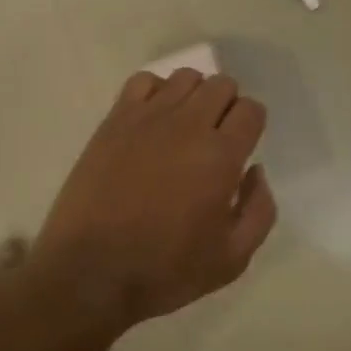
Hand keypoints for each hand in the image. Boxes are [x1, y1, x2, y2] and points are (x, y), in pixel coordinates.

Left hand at [31, 68, 275, 337]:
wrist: (90, 273)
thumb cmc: (165, 271)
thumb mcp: (232, 260)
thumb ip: (259, 210)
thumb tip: (256, 171)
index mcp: (221, 156)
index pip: (251, 110)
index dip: (251, 125)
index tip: (241, 145)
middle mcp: (188, 125)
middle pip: (221, 84)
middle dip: (227, 106)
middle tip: (215, 137)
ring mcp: (148, 117)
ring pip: (185, 77)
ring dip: (194, 96)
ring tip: (183, 126)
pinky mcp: (115, 119)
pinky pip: (144, 81)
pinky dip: (156, 91)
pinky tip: (152, 120)